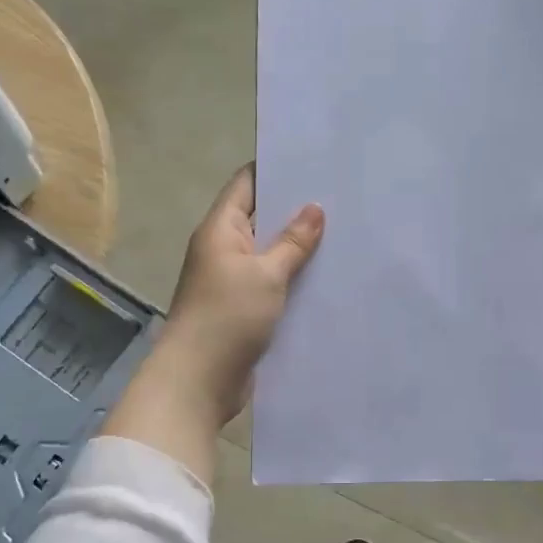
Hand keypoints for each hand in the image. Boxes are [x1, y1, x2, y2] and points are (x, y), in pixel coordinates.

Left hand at [155, 166, 324, 425]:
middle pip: (261, 218)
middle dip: (296, 209)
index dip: (277, 169)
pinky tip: (327, 277)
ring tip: (344, 233)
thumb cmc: (227, 317)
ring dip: (299, 247)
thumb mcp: (266, 274)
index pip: (247, 184)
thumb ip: (293, 241)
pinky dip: (295, 278)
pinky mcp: (244, 309)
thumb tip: (315, 207)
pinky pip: (273, 283)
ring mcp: (232, 281)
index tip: (315, 161)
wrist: (198, 382)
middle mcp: (223, 249)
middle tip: (342, 197)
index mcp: (220, 229)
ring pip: (270, 253)